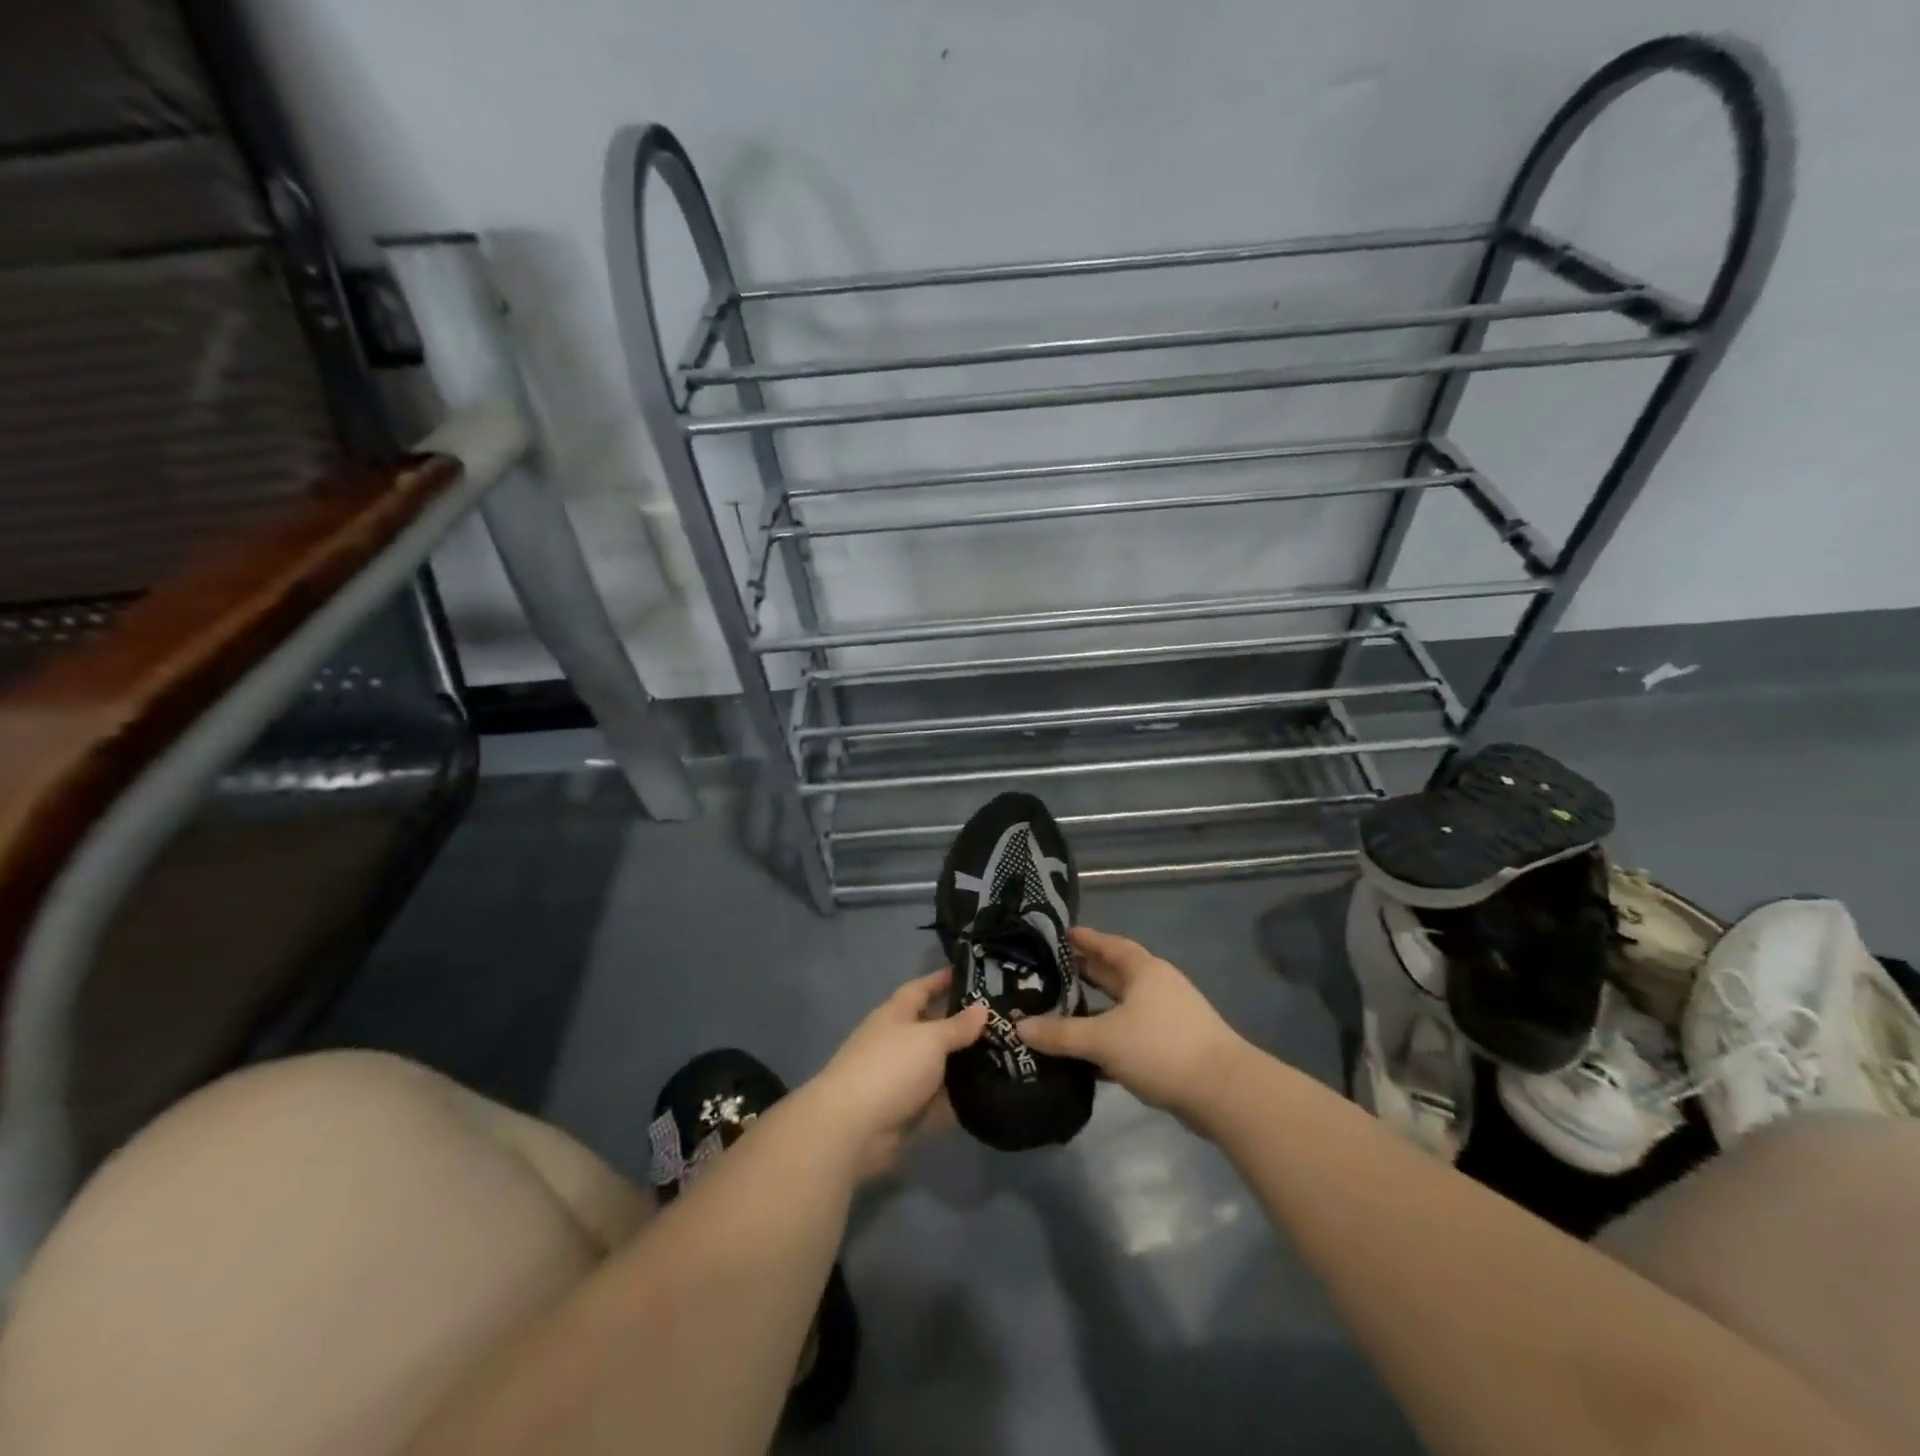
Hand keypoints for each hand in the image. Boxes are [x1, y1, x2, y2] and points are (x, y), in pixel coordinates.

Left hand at [804, 969, 988, 1179]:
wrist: (852, 1129)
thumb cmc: (890, 1067)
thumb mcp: (929, 1039)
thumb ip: (957, 1026)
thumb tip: (982, 1009)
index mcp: (895, 1015)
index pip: (921, 989)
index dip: (942, 980)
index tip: (971, 974)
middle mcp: (897, 1043)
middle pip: (933, 1028)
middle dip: (962, 1025)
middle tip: (1001, 1021)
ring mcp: (901, 1079)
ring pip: (939, 1066)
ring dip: (965, 1064)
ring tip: (1005, 1057)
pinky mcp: (907, 1112)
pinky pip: (939, 1101)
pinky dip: (959, 1098)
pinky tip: (991, 1094)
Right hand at [1018, 926, 1249, 1118]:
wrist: (1224, 1092)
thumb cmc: (1160, 1047)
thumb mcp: (1103, 1039)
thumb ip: (1060, 1034)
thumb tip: (1019, 1026)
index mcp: (1144, 970)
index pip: (1109, 945)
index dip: (1085, 939)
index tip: (1060, 935)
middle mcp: (1156, 987)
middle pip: (1114, 974)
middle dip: (1084, 974)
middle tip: (1048, 974)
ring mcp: (1167, 1018)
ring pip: (1122, 1008)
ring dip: (1095, 1010)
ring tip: (1059, 1013)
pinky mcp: (1172, 1048)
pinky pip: (1130, 1035)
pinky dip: (1109, 1040)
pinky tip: (1085, 1056)